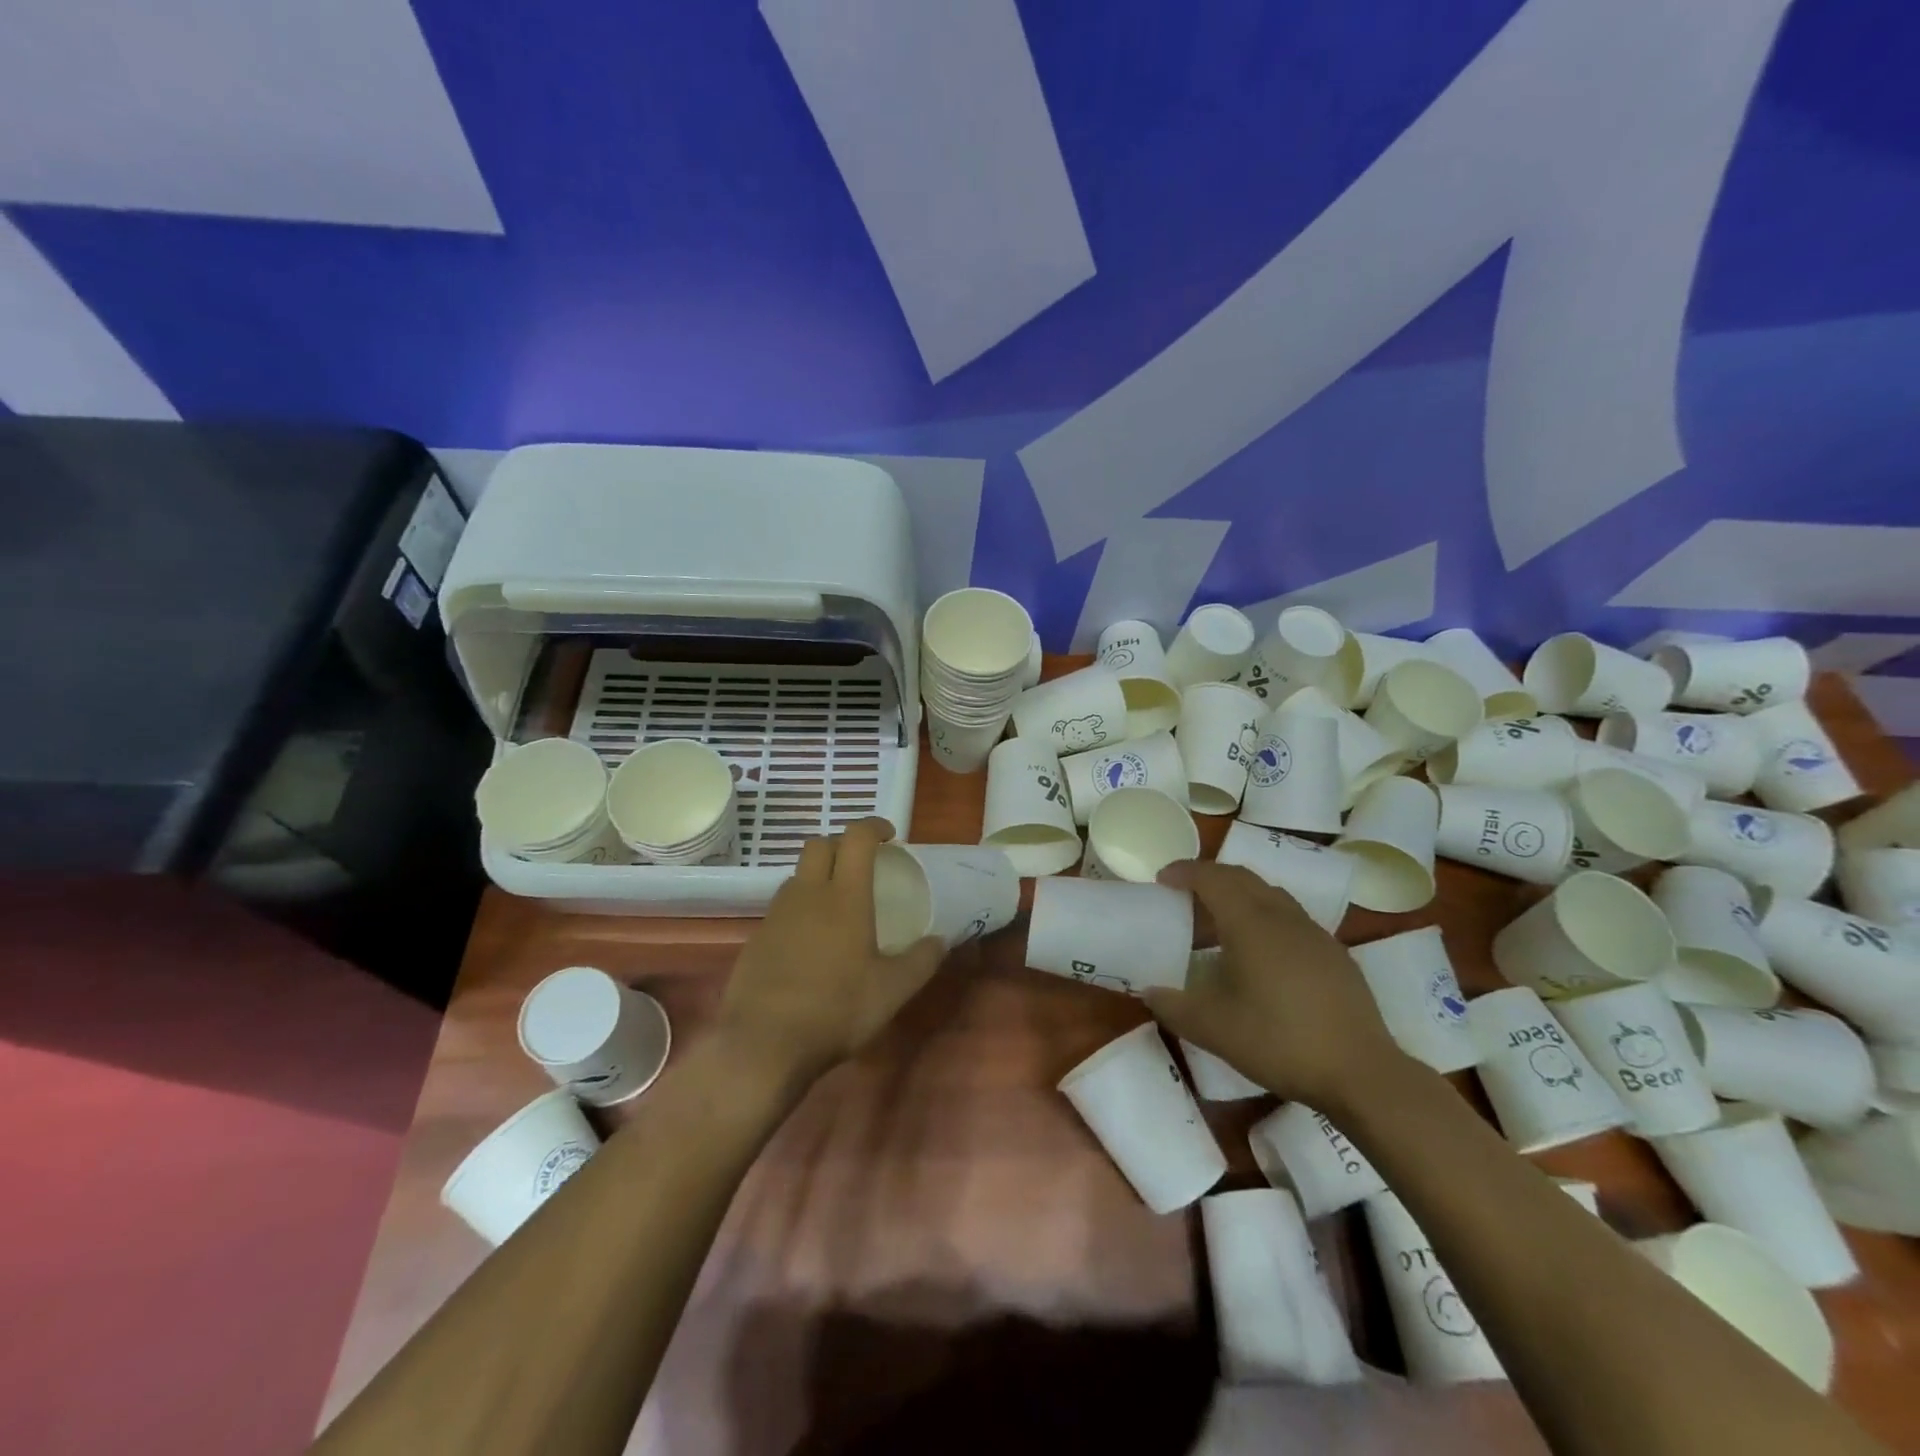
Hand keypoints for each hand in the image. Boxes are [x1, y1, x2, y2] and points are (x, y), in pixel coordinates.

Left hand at [716, 818, 945, 1088]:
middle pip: (820, 845)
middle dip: (842, 844)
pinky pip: (781, 907)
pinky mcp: (756, 938)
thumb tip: (941, 940)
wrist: (762, 1044)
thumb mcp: (892, 991)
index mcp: (845, 897)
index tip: (890, 835)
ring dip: (819, 875)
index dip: (874, 826)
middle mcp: (808, 894)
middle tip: (862, 864)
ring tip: (837, 904)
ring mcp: (776, 914)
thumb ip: (921, 961)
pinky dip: (800, 908)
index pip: (856, 838)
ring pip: (798, 875)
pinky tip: (810, 942)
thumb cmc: (835, 1010)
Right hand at [1142, 861, 1406, 1111]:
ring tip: (1219, 925)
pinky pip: (1291, 918)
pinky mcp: (1335, 955)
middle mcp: (1283, 917)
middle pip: (1242, 878)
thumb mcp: (1214, 1030)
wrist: (1362, 1073)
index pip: (1212, 878)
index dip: (1184, 872)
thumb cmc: (1280, 1042)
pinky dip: (1265, 918)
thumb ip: (1174, 1006)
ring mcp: (1315, 934)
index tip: (1162, 879)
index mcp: (1250, 924)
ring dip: (1239, 897)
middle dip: (1209, 878)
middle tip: (1185, 897)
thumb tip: (1149, 991)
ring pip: (1270, 895)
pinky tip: (1261, 956)